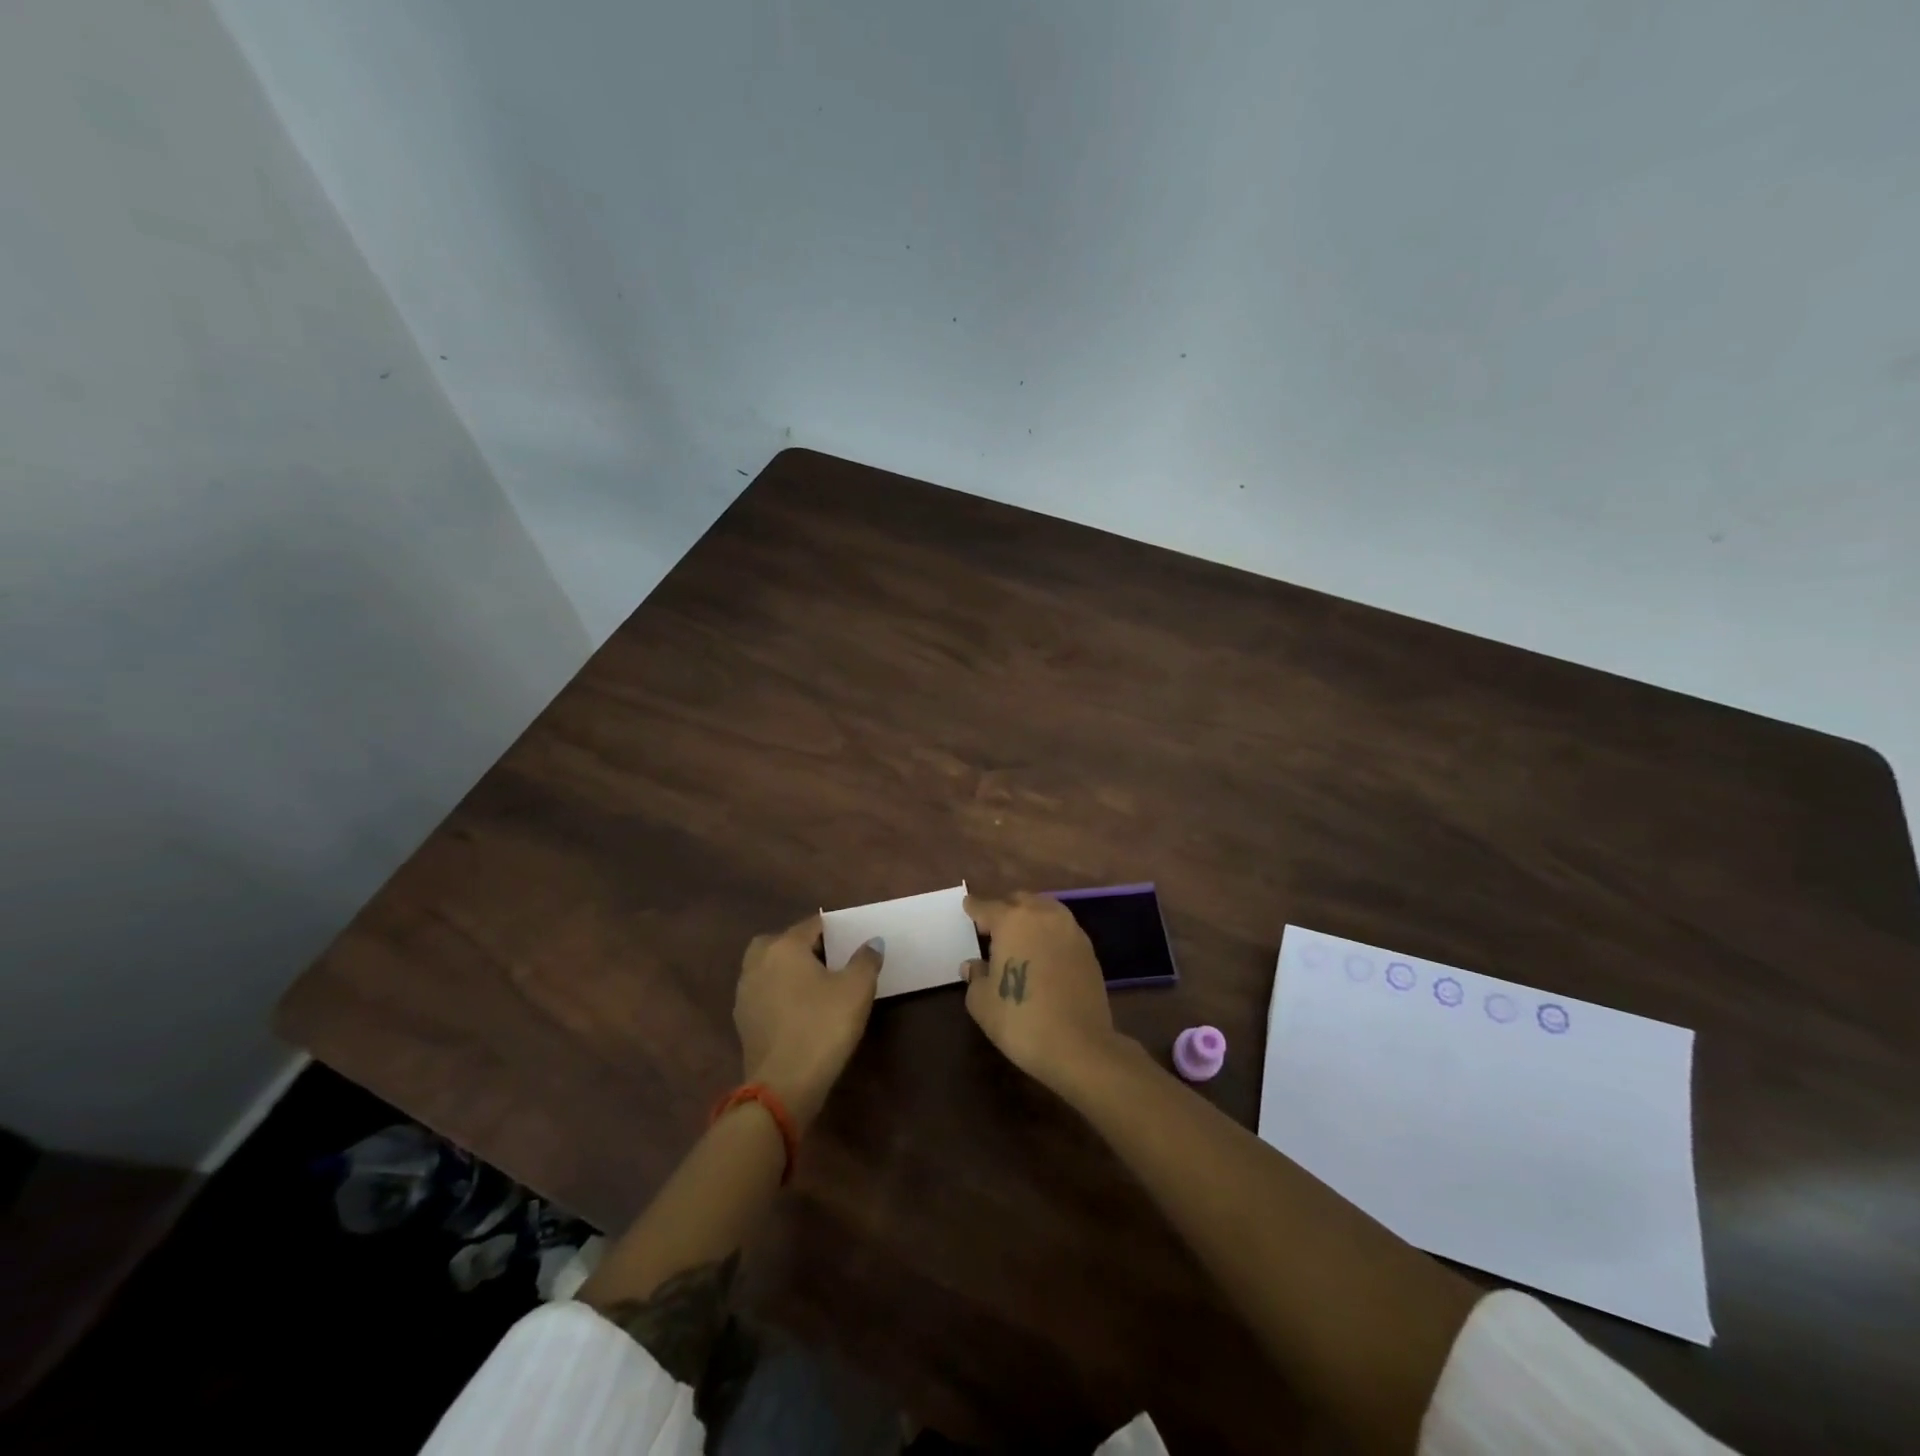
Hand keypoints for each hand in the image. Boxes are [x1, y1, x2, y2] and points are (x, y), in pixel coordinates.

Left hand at [735, 914, 882, 1129]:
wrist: (783, 1086)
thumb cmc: (823, 1027)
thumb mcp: (857, 990)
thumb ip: (866, 960)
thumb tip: (873, 942)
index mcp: (784, 947)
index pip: (811, 925)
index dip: (833, 930)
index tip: (851, 940)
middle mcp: (758, 962)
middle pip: (780, 942)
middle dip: (802, 946)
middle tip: (828, 960)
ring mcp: (745, 993)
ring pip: (767, 968)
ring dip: (786, 971)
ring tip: (815, 986)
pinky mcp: (743, 1021)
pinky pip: (763, 994)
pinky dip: (778, 994)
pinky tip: (799, 1011)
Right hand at [962, 892, 1118, 1090]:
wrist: (1079, 1046)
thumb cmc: (1021, 1020)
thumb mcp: (982, 1002)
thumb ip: (975, 977)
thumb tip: (974, 965)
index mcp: (1012, 920)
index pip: (986, 906)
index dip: (974, 908)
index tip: (968, 907)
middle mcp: (1043, 915)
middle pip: (1019, 901)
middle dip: (1004, 909)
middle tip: (992, 928)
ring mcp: (1070, 930)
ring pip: (1045, 910)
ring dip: (1029, 918)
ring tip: (1019, 939)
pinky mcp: (1088, 949)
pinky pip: (1062, 930)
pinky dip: (1049, 934)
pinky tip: (1042, 954)